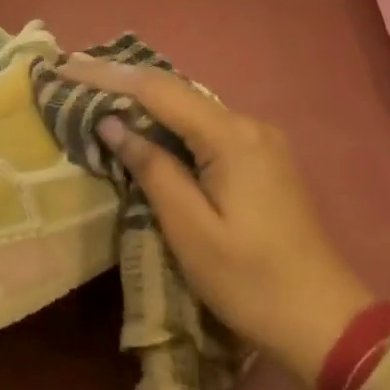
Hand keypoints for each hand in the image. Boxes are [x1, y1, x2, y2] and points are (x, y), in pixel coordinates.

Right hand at [60, 57, 373, 384]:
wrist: (324, 320)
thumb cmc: (251, 281)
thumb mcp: (191, 230)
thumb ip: (152, 170)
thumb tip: (113, 124)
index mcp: (233, 138)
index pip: (158, 91)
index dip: (107, 76)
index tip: (65, 69)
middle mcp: (250, 125)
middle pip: (175, 92)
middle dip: (122, 81)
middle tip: (72, 75)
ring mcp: (261, 142)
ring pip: (190, 109)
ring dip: (143, 101)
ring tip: (95, 92)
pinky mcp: (262, 161)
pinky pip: (205, 129)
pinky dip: (168, 124)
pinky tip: (142, 125)